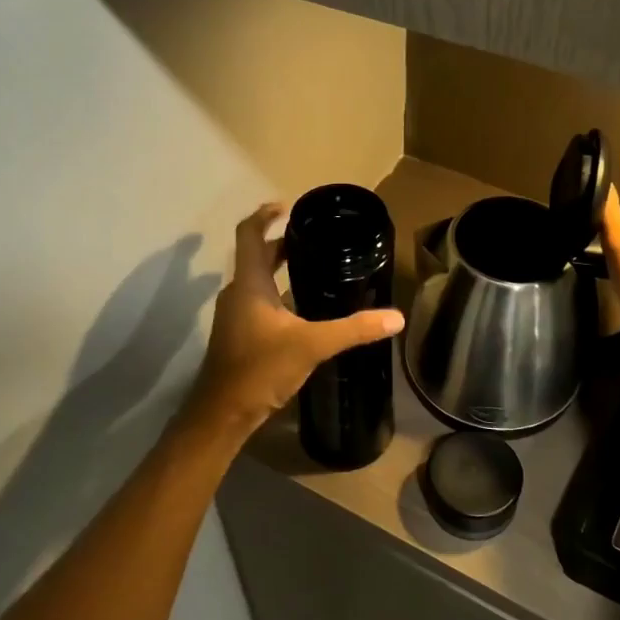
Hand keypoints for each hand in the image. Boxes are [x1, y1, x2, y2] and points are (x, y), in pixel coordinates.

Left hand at [179, 203, 405, 435]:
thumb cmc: (260, 369)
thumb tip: (395, 318)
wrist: (223, 414)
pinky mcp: (238, 335)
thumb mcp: (312, 345)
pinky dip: (277, 294)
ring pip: (256, 280)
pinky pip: (258, 301)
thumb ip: (353, 329)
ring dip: (279, 269)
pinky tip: (302, 308)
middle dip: (281, 244)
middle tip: (314, 238)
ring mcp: (234, 315)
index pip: (249, 234)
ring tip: (314, 266)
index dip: (264, 215)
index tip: (288, 205)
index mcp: (249, 283)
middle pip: (256, 256)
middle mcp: (238, 293)